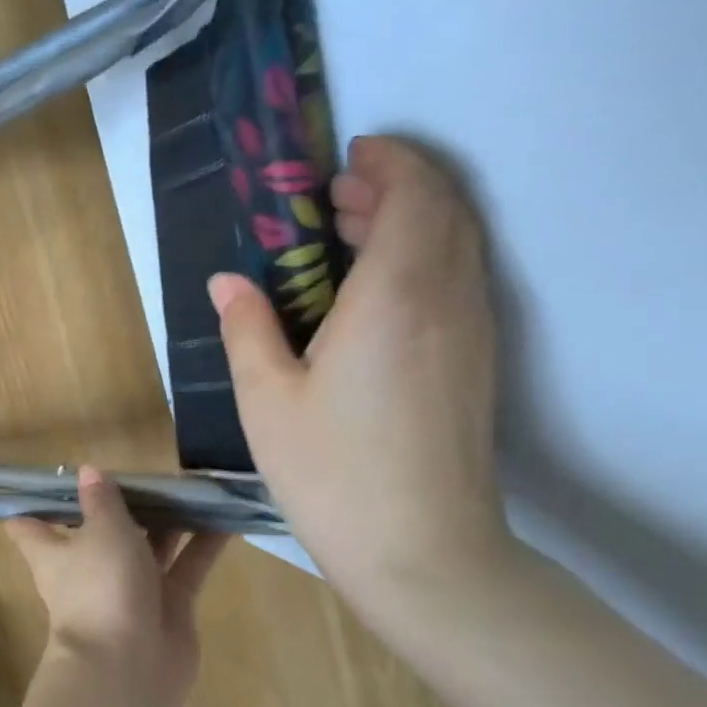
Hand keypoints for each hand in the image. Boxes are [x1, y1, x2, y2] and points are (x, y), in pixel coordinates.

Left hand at [7, 467, 229, 706]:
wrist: (130, 668)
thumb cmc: (101, 587)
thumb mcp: (101, 531)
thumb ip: (101, 501)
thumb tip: (86, 471)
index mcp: (54, 551)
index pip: (29, 524)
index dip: (36, 500)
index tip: (54, 474)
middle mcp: (88, 568)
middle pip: (98, 529)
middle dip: (120, 503)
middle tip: (146, 470)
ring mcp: (128, 588)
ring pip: (148, 546)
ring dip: (167, 520)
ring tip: (193, 486)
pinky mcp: (166, 606)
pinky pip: (185, 568)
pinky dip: (203, 545)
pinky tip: (228, 518)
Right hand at [209, 135, 511, 605]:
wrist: (422, 551)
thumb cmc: (332, 471)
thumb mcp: (266, 398)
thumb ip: (248, 328)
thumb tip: (228, 282)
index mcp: (394, 297)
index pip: (415, 197)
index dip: (389, 163)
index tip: (349, 156)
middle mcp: (448, 300)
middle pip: (445, 212)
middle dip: (398, 185)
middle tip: (338, 195)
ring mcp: (473, 333)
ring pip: (458, 246)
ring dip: (413, 222)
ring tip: (352, 232)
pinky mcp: (479, 363)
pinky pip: (459, 280)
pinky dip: (425, 258)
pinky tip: (376, 290)